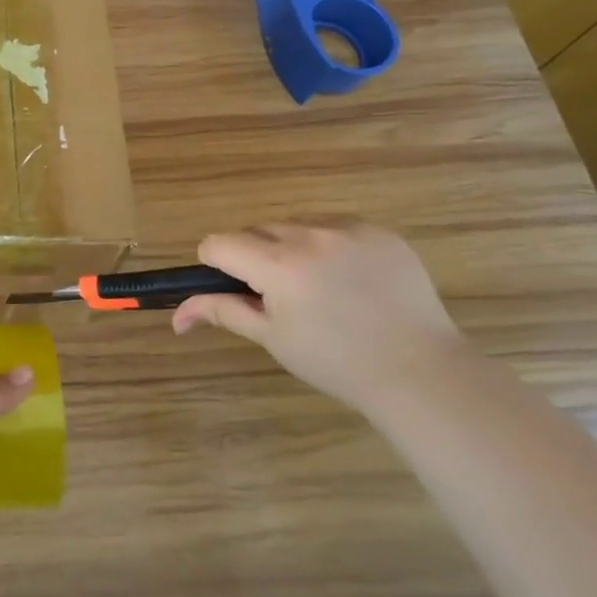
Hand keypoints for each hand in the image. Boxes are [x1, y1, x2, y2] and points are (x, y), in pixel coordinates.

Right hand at [171, 221, 470, 413]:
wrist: (419, 371)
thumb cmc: (335, 361)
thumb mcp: (272, 337)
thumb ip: (222, 311)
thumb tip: (177, 315)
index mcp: (277, 265)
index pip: (219, 243)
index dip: (216, 265)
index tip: (234, 289)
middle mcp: (309, 235)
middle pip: (256, 231)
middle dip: (255, 256)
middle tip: (278, 296)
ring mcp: (349, 229)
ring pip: (295, 225)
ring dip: (290, 246)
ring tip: (317, 286)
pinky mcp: (380, 232)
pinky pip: (335, 226)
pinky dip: (329, 244)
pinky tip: (349, 279)